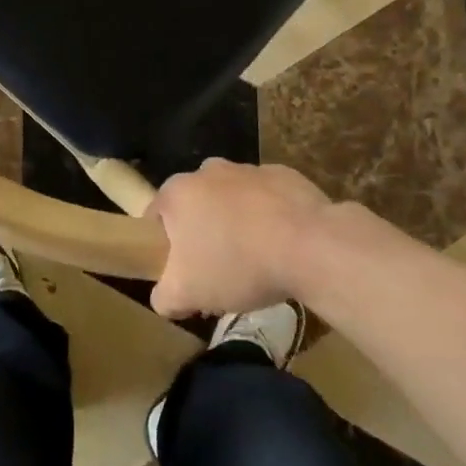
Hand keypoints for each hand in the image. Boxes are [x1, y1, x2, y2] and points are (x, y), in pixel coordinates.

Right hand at [148, 160, 332, 318]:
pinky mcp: (283, 174)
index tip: (182, 274)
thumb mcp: (186, 294)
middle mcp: (207, 170)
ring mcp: (247, 168)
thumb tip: (165, 297)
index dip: (164, 249)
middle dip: (203, 235)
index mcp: (178, 192)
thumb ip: (163, 297)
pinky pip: (266, 199)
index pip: (156, 218)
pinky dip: (269, 218)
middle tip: (219, 272)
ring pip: (231, 200)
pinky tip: (283, 246)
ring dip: (236, 224)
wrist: (309, 245)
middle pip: (196, 207)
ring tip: (256, 262)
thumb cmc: (237, 264)